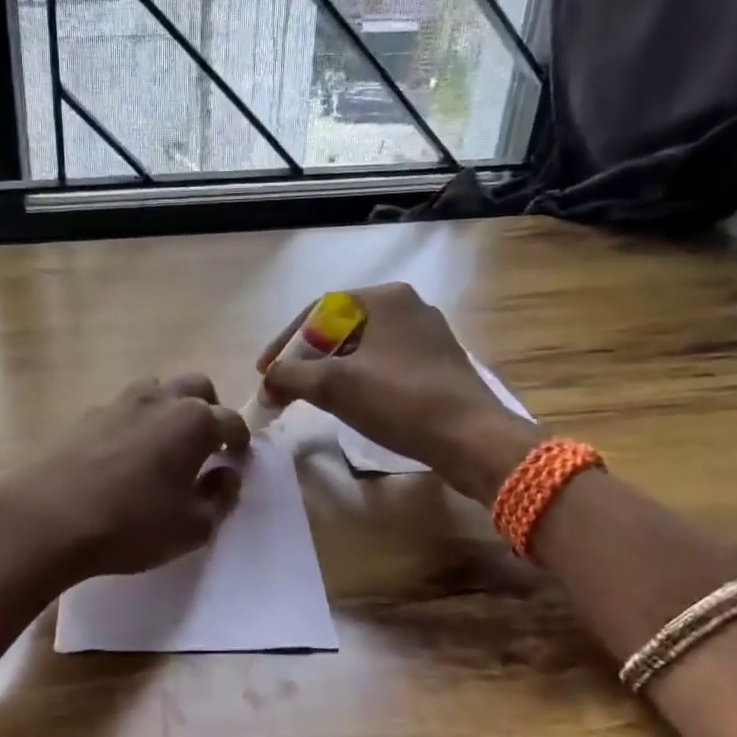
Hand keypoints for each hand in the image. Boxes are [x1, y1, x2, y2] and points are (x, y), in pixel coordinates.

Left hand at [0, 375, 249, 580]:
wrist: (50, 518)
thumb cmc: (133, 525)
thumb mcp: (193, 526)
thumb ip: (219, 498)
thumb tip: (226, 475)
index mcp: (195, 422)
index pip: (232, 421)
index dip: (239, 441)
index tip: (237, 458)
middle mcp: (160, 400)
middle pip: (197, 388)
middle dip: (209, 409)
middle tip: (206, 444)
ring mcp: (120, 403)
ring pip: (157, 390)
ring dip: (170, 409)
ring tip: (165, 445)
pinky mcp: (87, 416)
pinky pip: (124, 409)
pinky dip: (136, 423)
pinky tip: (125, 455)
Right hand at [258, 283, 537, 490]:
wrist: (472, 439)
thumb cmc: (400, 401)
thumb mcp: (334, 386)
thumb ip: (290, 378)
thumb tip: (265, 385)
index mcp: (385, 298)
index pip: (318, 310)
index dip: (285, 341)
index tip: (265, 372)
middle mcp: (408, 307)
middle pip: (339, 328)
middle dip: (307, 358)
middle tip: (286, 386)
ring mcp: (427, 336)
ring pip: (362, 348)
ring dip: (330, 371)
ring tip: (312, 398)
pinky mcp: (437, 365)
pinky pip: (384, 365)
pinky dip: (358, 380)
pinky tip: (351, 405)